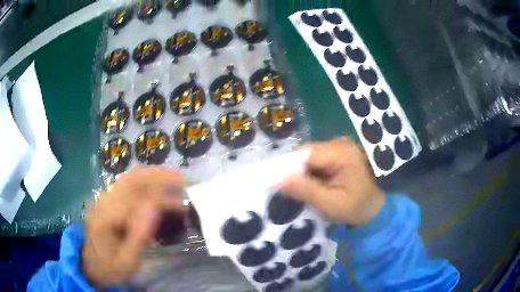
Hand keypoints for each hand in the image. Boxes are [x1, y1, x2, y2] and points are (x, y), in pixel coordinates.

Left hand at [82, 166, 185, 287]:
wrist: (91, 266)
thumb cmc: (110, 268)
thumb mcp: (127, 262)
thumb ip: (139, 236)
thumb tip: (155, 208)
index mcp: (106, 219)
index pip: (137, 200)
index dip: (162, 198)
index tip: (183, 204)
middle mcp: (103, 202)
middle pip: (132, 179)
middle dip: (159, 176)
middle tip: (183, 179)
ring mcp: (103, 199)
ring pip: (129, 177)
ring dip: (152, 174)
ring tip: (173, 177)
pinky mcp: (107, 200)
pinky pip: (126, 183)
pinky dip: (144, 179)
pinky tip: (156, 183)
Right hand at [280, 137, 384, 226]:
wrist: (376, 207)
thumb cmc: (357, 207)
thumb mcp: (331, 204)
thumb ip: (306, 191)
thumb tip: (279, 180)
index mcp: (342, 153)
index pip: (307, 154)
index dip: (290, 168)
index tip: (280, 185)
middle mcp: (340, 144)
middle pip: (307, 152)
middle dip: (297, 171)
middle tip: (293, 191)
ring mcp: (340, 147)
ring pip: (310, 156)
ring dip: (304, 172)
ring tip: (304, 190)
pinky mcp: (339, 152)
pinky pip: (317, 159)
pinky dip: (312, 171)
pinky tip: (315, 184)